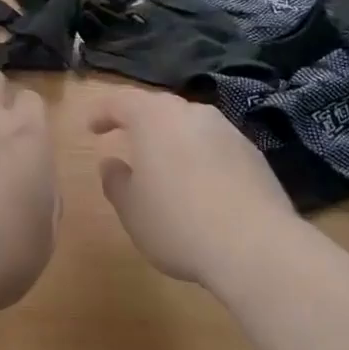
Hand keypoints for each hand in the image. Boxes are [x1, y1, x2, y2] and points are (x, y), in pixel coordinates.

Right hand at [87, 87, 292, 285]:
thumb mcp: (132, 210)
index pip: (120, 102)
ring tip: (164, 162)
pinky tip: (200, 182)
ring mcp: (227, 131)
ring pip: (190, 124)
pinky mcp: (253, 154)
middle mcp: (191, 113)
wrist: (257, 247)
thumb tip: (112, 164)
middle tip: (126, 138)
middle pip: (158, 107)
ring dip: (173, 137)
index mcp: (153, 118)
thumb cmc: (178, 223)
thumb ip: (116, 182)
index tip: (91, 128)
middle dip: (139, 120)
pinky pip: (215, 145)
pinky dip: (200, 155)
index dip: (102, 112)